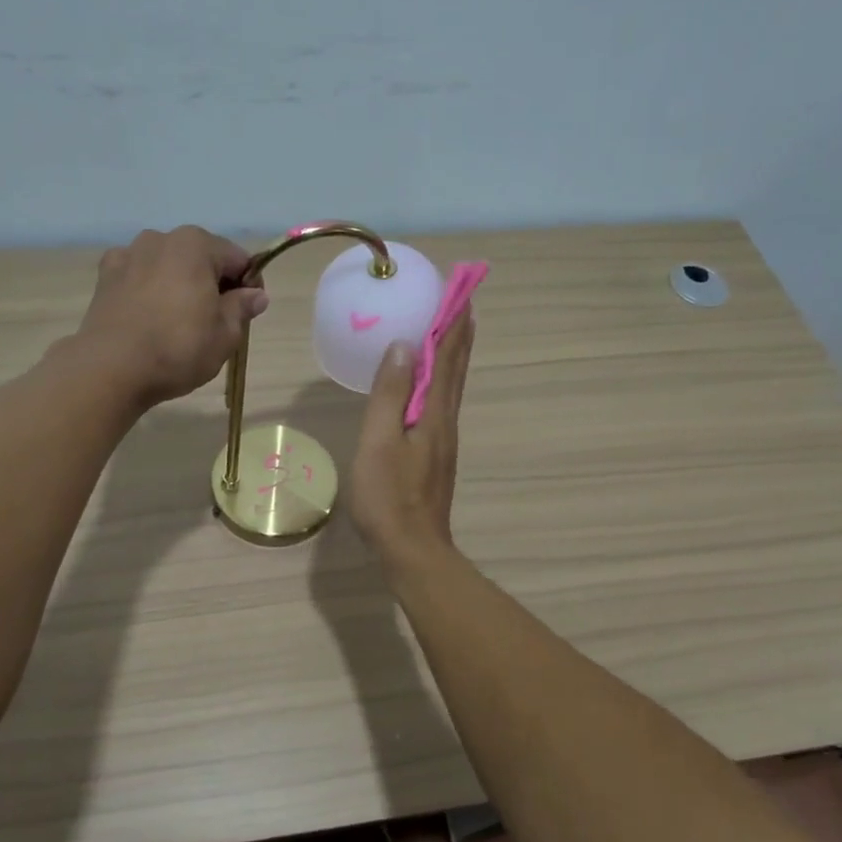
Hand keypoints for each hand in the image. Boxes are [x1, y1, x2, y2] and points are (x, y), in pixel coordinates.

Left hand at [73, 226, 268, 407]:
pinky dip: (148, 289)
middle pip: (201, 258)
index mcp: (196, 244)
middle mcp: (160, 238)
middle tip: (215, 322)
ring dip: (179, 284)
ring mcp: (128, 254)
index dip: (248, 286)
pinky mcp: (104, 276)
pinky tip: (148, 316)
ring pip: (168, 265)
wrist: (111, 368)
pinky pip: (138, 276)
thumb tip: (256, 295)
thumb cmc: (178, 349)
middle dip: (212, 283)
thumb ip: (242, 308)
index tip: (248, 313)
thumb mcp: (225, 335)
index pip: (238, 259)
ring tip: (178, 321)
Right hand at [349, 310, 473, 570]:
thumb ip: (388, 394)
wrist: (412, 549)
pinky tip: (430, 384)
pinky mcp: (435, 455)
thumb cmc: (389, 496)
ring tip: (451, 332)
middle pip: (456, 369)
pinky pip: (441, 403)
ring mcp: (443, 439)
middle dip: (459, 334)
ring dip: (454, 355)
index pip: (447, 358)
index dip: (452, 324)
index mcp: (433, 412)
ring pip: (452, 387)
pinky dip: (442, 380)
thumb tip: (400, 346)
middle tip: (462, 302)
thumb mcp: (379, 441)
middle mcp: (445, 420)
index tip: (460, 292)